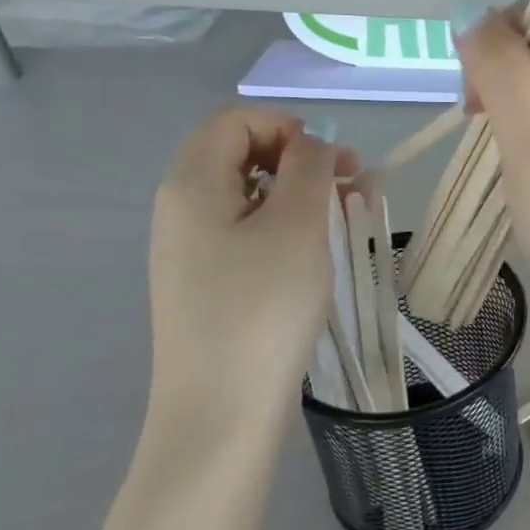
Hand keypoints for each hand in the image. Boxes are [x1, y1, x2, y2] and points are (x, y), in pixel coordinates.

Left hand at [147, 107, 356, 429]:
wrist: (221, 409)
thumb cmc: (263, 307)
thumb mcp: (297, 225)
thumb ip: (308, 168)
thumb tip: (313, 144)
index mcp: (191, 183)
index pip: (236, 121)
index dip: (289, 127)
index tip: (335, 163)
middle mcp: (180, 209)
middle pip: (239, 154)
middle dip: (298, 159)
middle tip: (349, 188)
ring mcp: (189, 249)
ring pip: (247, 196)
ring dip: (297, 195)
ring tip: (343, 220)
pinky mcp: (205, 283)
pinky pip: (245, 233)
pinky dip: (283, 228)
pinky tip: (313, 256)